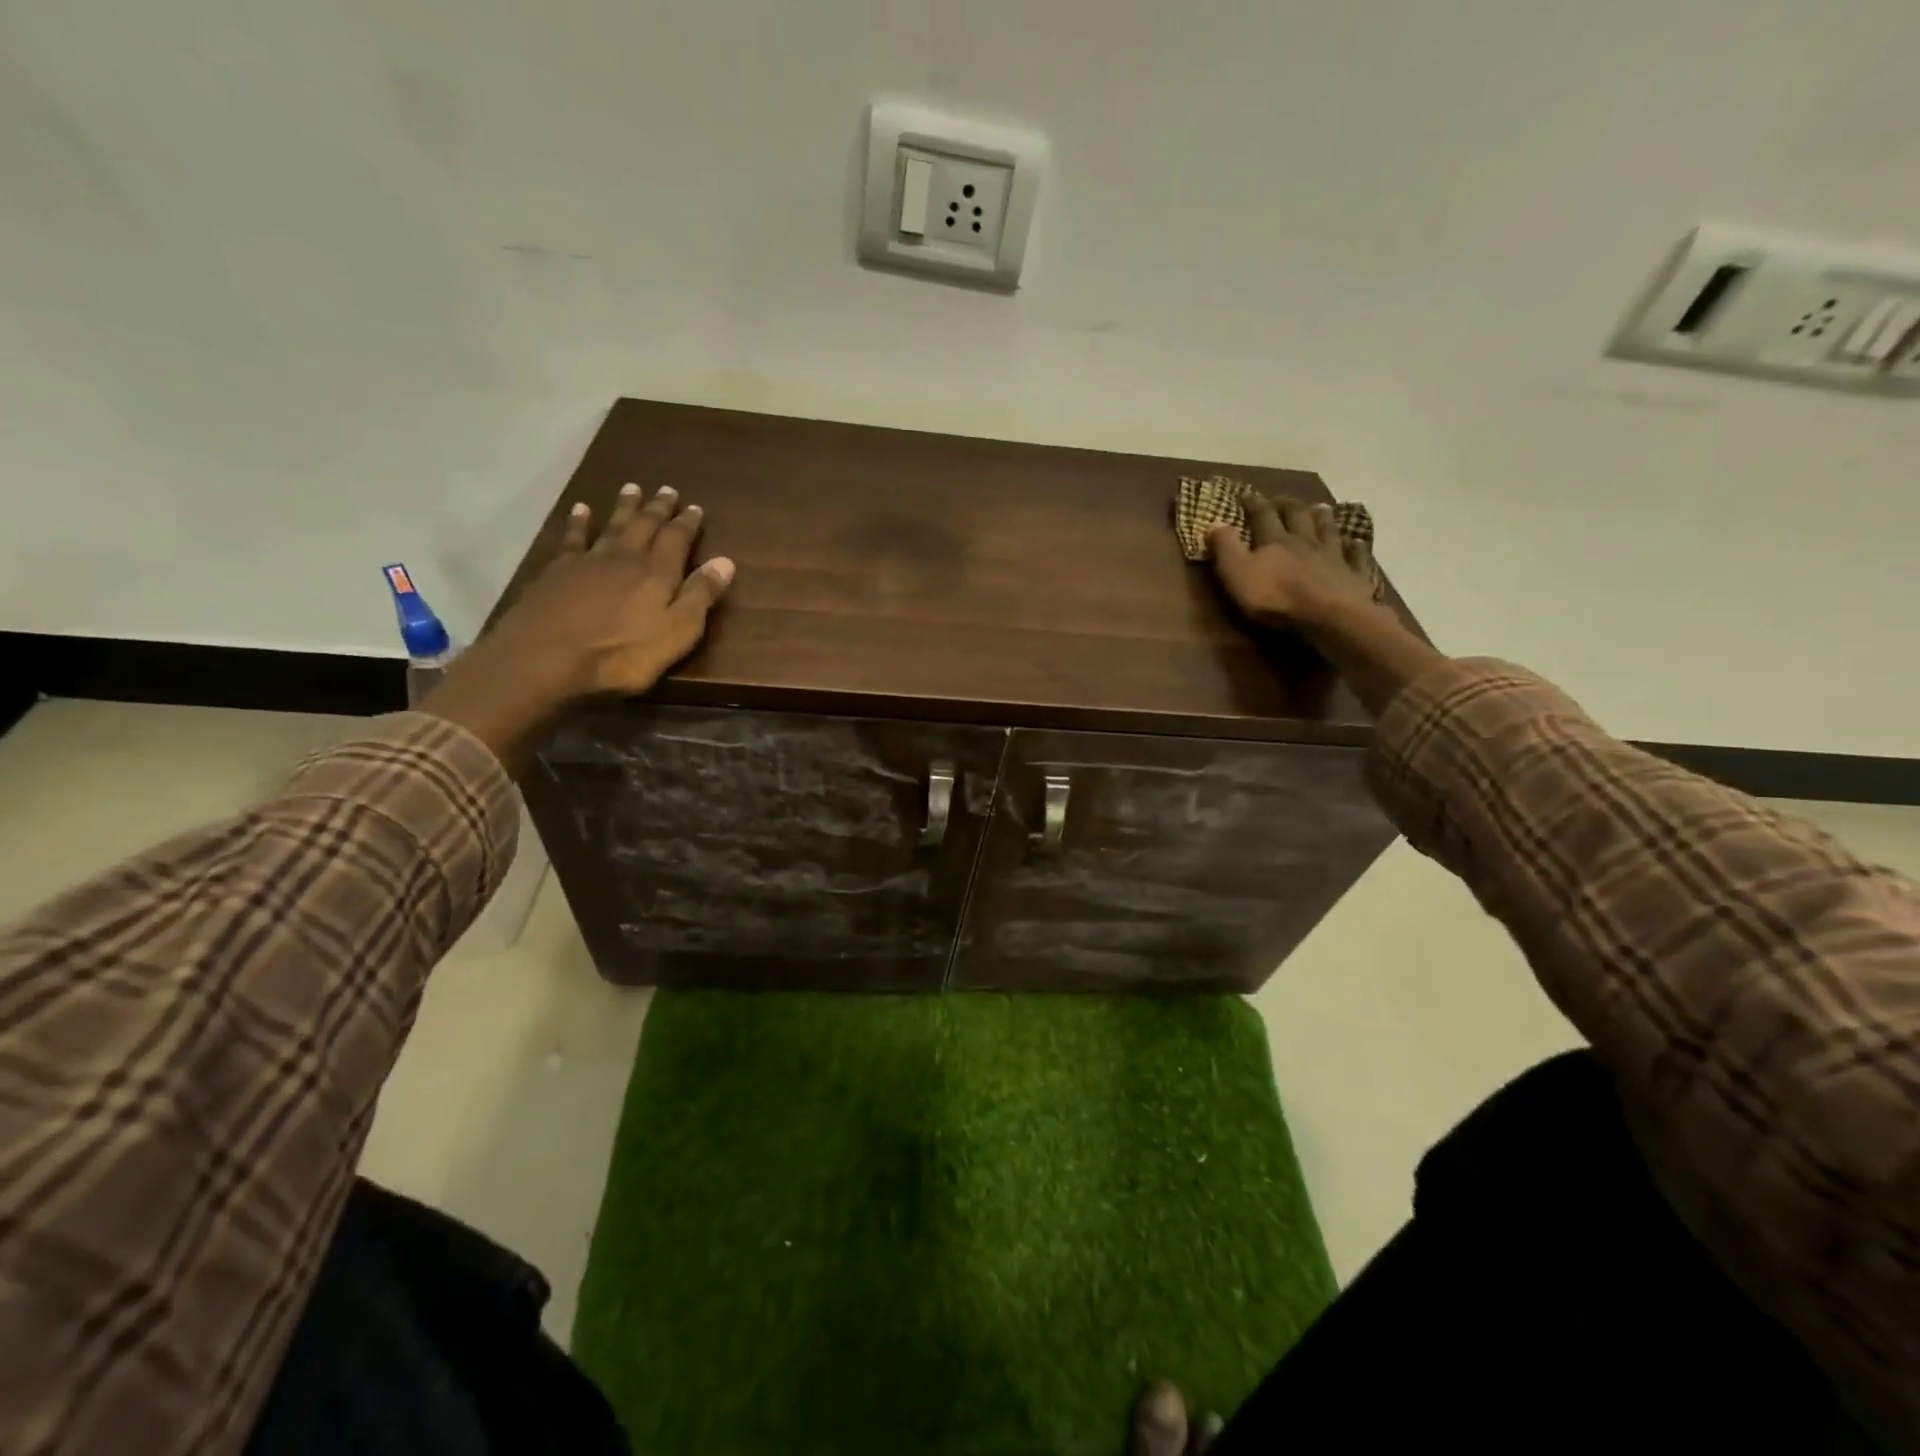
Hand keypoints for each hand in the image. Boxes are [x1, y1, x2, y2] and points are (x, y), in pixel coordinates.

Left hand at [487, 482, 735, 700]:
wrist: (548, 656)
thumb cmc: (623, 653)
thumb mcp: (677, 631)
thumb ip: (700, 595)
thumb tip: (725, 561)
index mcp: (658, 573)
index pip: (677, 539)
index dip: (687, 523)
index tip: (695, 507)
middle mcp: (625, 557)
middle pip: (645, 525)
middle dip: (658, 508)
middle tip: (666, 490)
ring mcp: (588, 561)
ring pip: (612, 525)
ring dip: (624, 507)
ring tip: (631, 488)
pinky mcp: (558, 570)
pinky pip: (573, 537)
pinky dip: (579, 522)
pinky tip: (581, 510)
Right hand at [1207, 496, 1376, 632]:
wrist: (1328, 616)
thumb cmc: (1276, 597)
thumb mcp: (1237, 573)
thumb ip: (1225, 548)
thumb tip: (1214, 522)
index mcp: (1275, 541)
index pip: (1262, 515)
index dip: (1254, 504)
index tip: (1246, 495)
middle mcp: (1305, 541)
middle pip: (1298, 517)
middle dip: (1288, 506)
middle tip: (1283, 499)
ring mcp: (1333, 556)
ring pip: (1328, 530)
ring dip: (1322, 518)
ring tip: (1320, 508)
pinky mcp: (1353, 575)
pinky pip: (1356, 556)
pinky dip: (1355, 547)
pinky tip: (1356, 542)